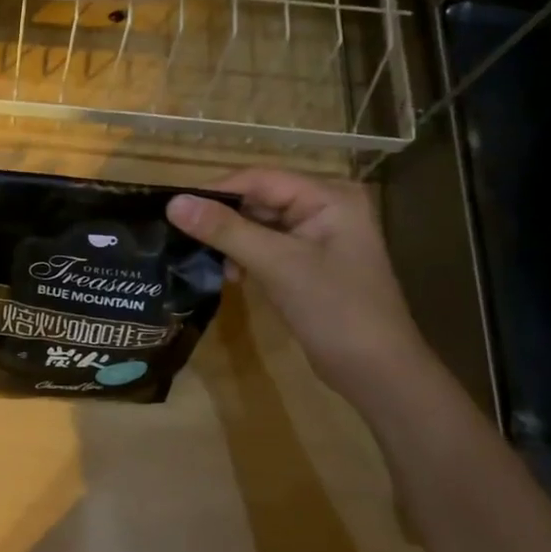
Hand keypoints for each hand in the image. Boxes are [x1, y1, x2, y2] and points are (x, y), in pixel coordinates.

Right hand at [168, 170, 429, 406]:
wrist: (377, 373)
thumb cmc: (335, 310)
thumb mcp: (277, 265)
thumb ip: (225, 231)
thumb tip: (172, 203)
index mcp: (328, 197)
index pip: (260, 179)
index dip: (216, 192)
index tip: (174, 209)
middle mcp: (325, 208)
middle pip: (259, 200)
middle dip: (223, 220)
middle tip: (184, 238)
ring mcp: (318, 237)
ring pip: (258, 225)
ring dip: (232, 241)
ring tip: (210, 264)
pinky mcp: (308, 264)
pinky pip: (266, 247)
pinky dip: (245, 258)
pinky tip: (232, 276)